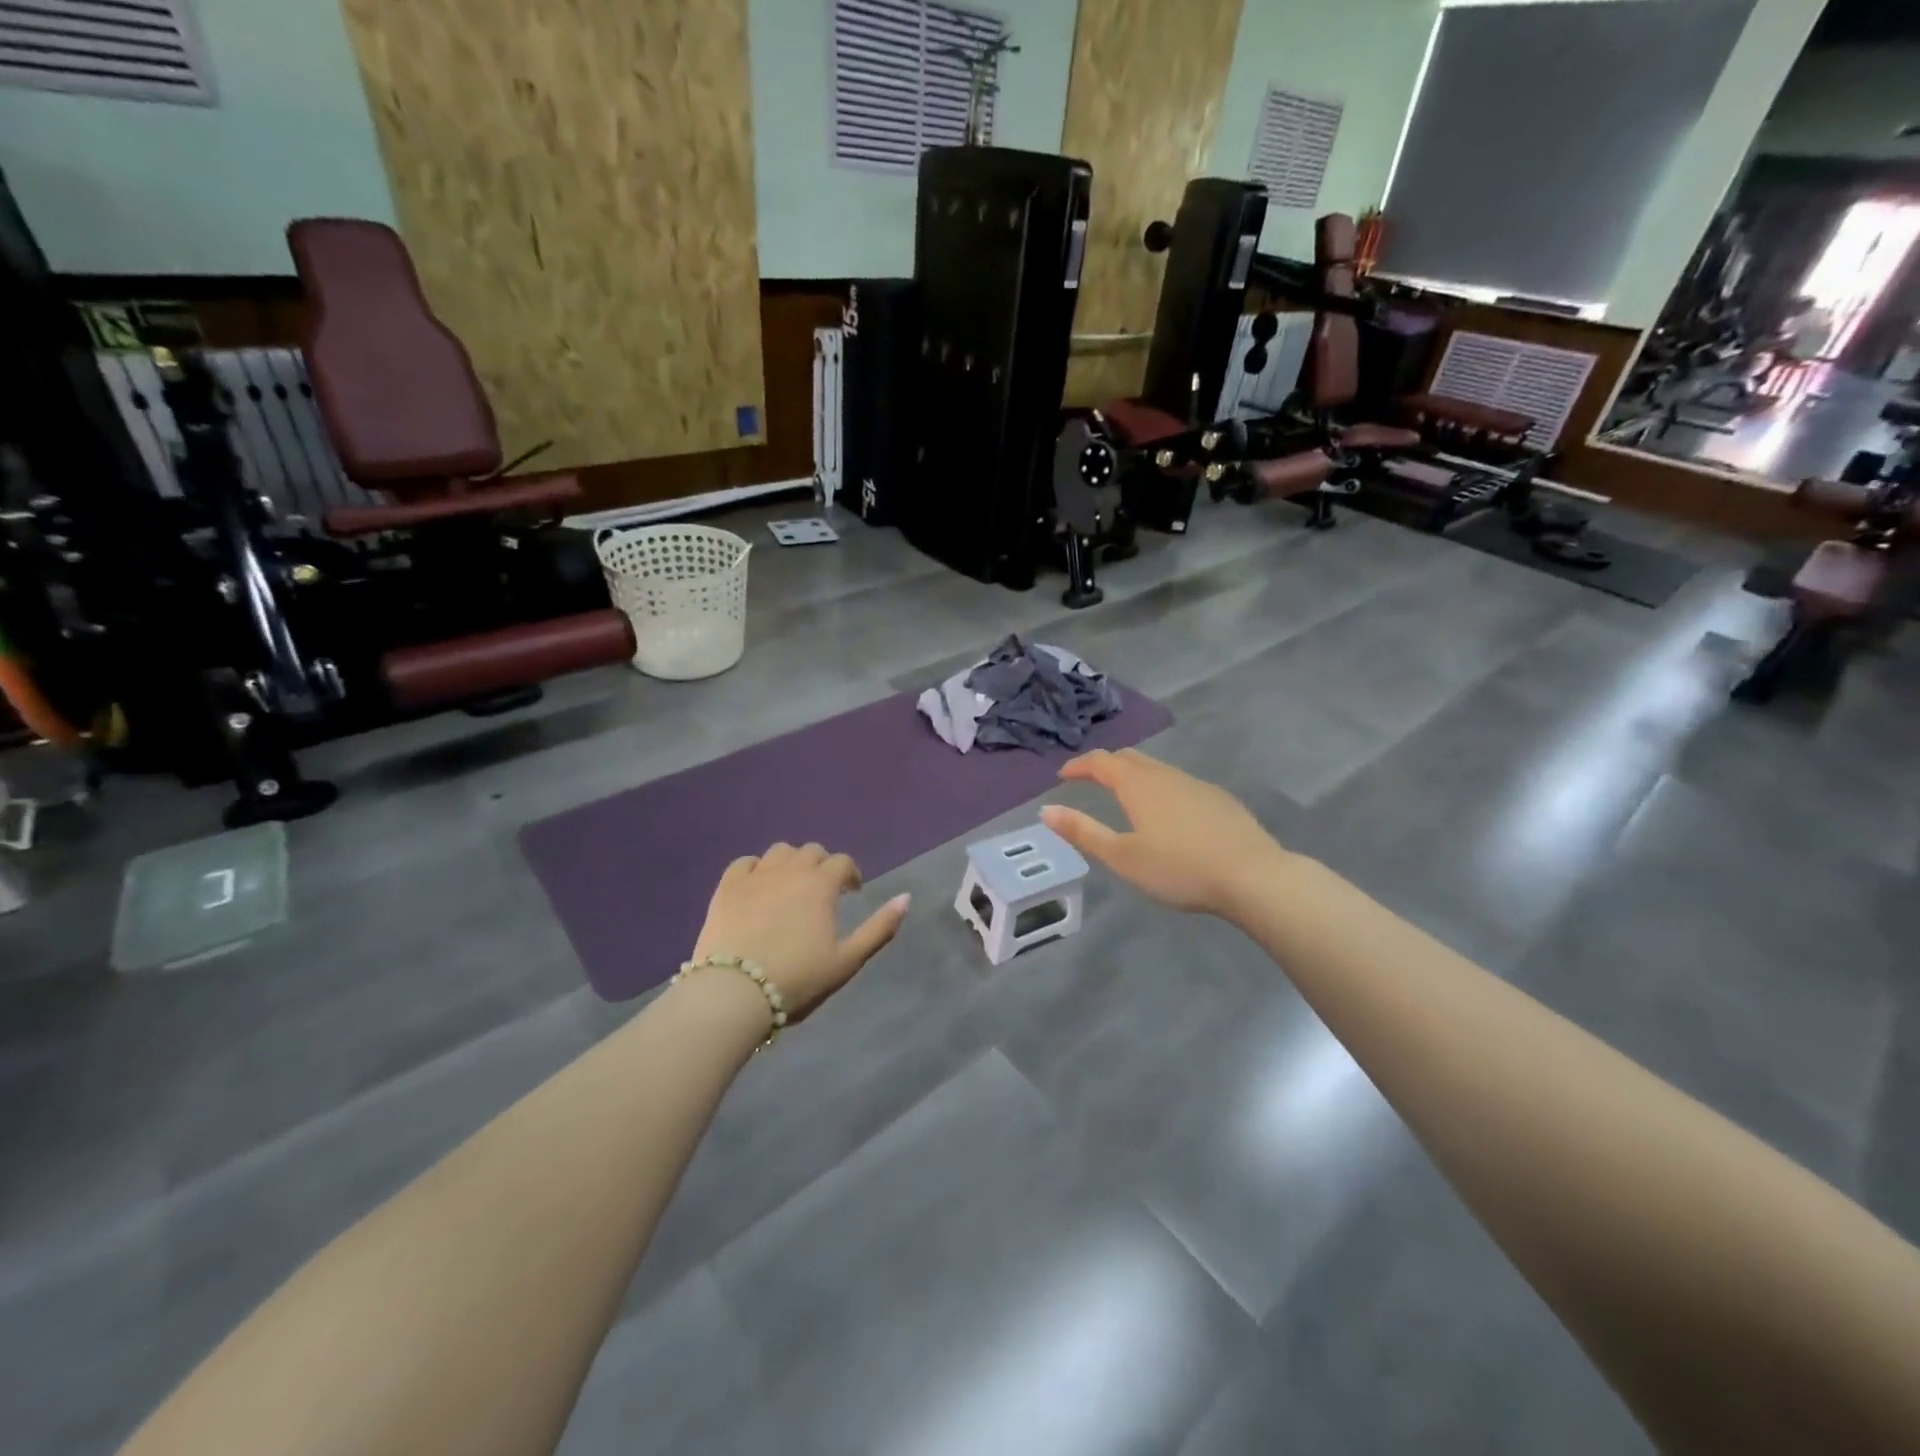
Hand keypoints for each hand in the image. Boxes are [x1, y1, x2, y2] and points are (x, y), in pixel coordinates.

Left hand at [692, 843, 909, 1017]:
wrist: (734, 992)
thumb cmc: (798, 979)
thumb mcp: (847, 960)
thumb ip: (880, 927)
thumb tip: (906, 898)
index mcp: (821, 884)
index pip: (843, 862)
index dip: (851, 875)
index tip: (852, 893)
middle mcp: (790, 870)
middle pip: (812, 851)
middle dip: (822, 866)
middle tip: (822, 892)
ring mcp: (756, 876)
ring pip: (780, 852)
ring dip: (792, 862)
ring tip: (791, 886)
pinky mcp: (727, 887)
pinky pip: (745, 863)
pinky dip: (756, 868)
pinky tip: (758, 886)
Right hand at [1040, 748, 1288, 917]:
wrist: (1254, 876)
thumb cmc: (1179, 868)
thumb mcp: (1122, 856)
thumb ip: (1083, 832)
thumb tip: (1047, 810)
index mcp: (1138, 784)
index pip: (1101, 762)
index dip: (1079, 765)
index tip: (1063, 775)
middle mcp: (1165, 775)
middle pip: (1129, 758)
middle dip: (1105, 765)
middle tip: (1089, 779)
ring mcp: (1196, 784)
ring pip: (1157, 769)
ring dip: (1134, 775)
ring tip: (1124, 795)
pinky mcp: (1219, 799)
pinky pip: (1178, 783)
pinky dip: (1159, 788)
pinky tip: (1167, 813)